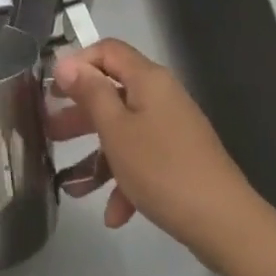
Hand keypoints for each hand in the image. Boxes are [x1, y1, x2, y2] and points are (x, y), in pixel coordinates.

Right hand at [50, 39, 260, 267]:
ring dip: (97, 155)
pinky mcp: (179, 161)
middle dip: (80, 113)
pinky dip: (124, 180)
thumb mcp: (116, 129)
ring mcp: (172, 130)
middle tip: (49, 130)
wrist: (226, 225)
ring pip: (124, 131)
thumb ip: (90, 93)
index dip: (78, 62)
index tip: (53, 88)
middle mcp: (161, 97)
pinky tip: (112, 214)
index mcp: (148, 80)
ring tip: (70, 183)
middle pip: (112, 92)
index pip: (107, 50)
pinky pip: (143, 160)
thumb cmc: (162, 169)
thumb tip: (66, 61)